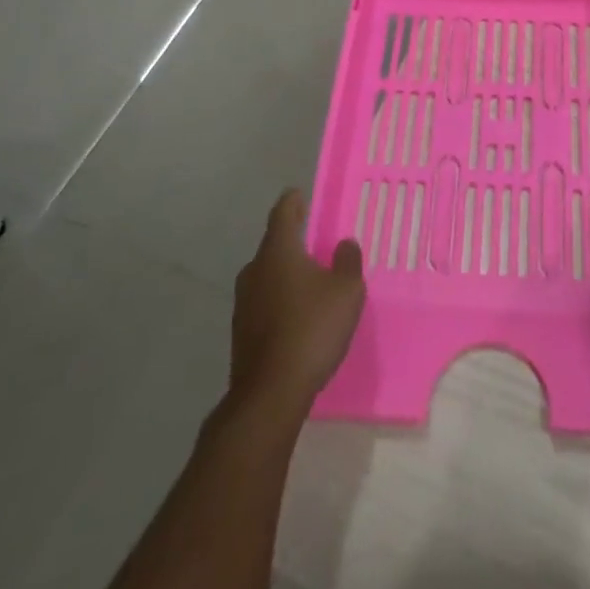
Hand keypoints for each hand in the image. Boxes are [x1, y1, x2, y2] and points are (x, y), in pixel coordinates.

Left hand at [229, 190, 365, 418]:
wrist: (270, 394)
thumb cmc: (312, 329)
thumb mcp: (346, 291)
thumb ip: (347, 261)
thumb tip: (343, 244)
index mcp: (278, 250)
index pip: (283, 212)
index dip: (293, 201)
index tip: (300, 194)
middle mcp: (255, 269)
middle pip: (274, 245)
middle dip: (293, 241)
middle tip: (315, 243)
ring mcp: (243, 303)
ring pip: (267, 276)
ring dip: (286, 274)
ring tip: (310, 282)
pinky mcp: (241, 333)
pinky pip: (264, 303)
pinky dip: (279, 301)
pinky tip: (297, 317)